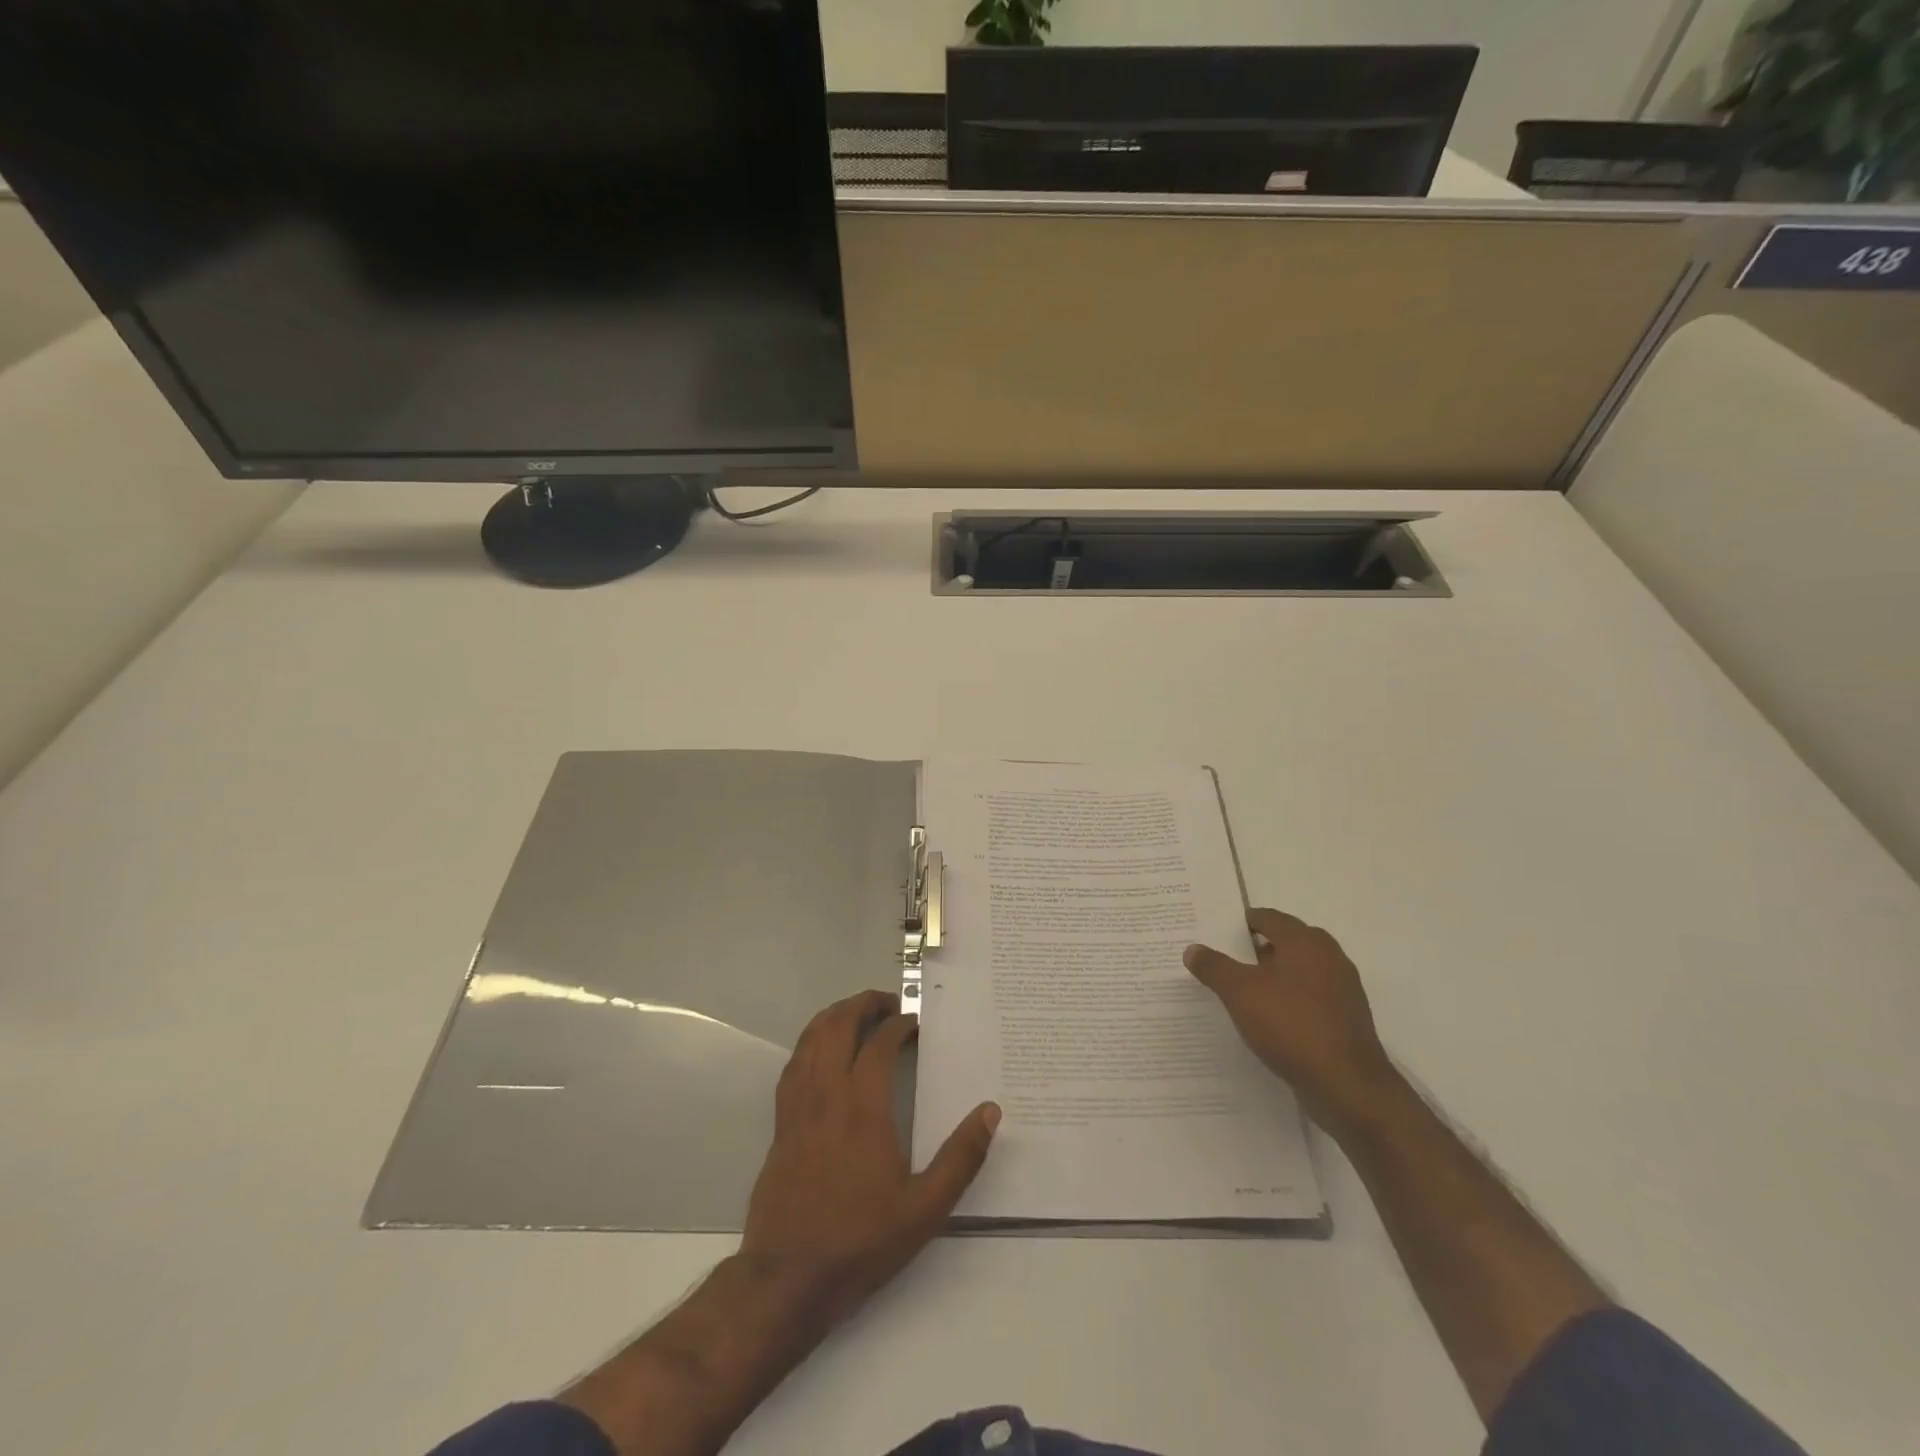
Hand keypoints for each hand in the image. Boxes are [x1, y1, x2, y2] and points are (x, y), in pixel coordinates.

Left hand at [740, 990, 999, 1332]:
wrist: (786, 1281)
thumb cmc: (859, 1243)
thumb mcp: (924, 1211)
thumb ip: (960, 1159)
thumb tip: (990, 1111)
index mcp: (864, 1111)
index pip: (878, 1046)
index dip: (898, 1026)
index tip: (914, 1023)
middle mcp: (827, 1097)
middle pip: (837, 1027)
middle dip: (862, 1005)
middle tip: (887, 1002)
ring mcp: (798, 1109)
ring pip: (810, 1040)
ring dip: (834, 1017)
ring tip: (856, 1013)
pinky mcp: (781, 1125)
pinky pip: (793, 1065)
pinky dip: (810, 1043)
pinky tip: (821, 1050)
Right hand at [1184, 908, 1401, 1137]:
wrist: (1347, 1085)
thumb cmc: (1290, 1025)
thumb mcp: (1239, 992)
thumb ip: (1214, 966)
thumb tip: (1192, 948)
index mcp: (1306, 941)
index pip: (1268, 918)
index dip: (1241, 923)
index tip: (1217, 933)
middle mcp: (1329, 957)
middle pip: (1285, 943)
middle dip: (1255, 951)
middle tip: (1225, 961)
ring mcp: (1342, 989)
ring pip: (1298, 972)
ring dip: (1273, 978)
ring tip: (1242, 993)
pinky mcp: (1346, 1019)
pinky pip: (1309, 999)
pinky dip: (1289, 1001)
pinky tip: (1269, 1020)